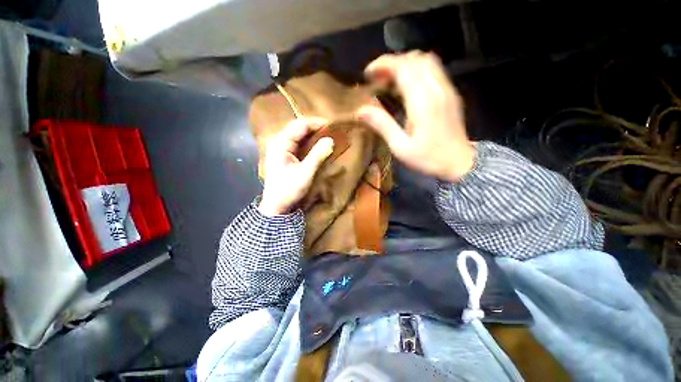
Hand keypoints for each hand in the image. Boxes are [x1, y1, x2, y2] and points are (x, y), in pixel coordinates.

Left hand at [258, 118, 333, 215]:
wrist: (276, 205)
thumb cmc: (289, 189)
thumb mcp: (305, 173)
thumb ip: (317, 155)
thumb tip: (330, 140)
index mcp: (281, 143)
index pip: (299, 125)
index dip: (316, 123)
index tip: (331, 125)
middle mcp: (278, 141)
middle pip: (297, 127)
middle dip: (314, 127)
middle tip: (330, 130)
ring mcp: (279, 148)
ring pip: (297, 134)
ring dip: (311, 133)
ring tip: (326, 135)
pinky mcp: (283, 155)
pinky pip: (296, 142)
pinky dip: (307, 141)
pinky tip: (316, 144)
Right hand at [357, 51, 474, 181]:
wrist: (461, 163)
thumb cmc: (429, 158)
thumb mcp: (400, 147)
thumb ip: (382, 125)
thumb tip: (360, 110)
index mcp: (422, 100)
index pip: (402, 67)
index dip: (382, 64)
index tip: (368, 74)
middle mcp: (436, 88)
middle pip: (414, 59)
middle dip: (392, 63)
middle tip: (378, 79)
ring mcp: (446, 89)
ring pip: (426, 60)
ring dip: (405, 65)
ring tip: (391, 81)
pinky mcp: (450, 93)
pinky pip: (433, 70)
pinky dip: (417, 70)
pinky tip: (408, 87)